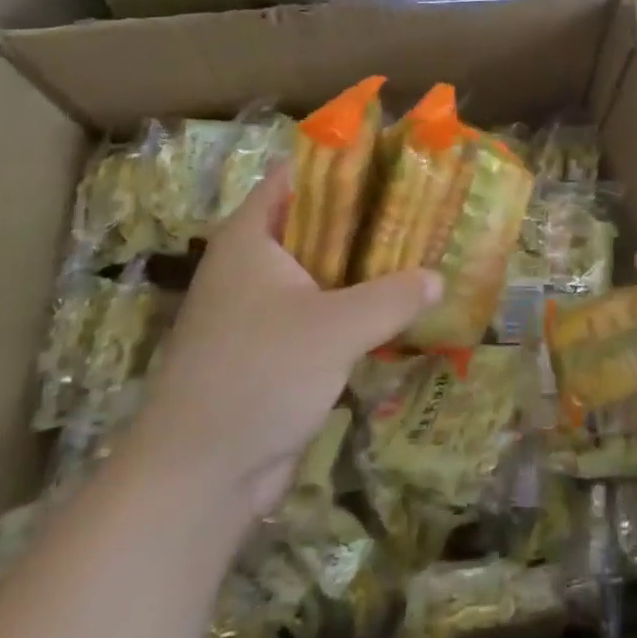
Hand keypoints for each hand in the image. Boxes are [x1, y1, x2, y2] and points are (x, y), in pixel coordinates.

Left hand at [126, 165, 440, 524]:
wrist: (198, 479)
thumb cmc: (259, 376)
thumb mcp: (337, 328)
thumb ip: (394, 296)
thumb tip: (438, 277)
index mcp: (252, 237)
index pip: (297, 174)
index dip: (343, 160)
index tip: (395, 157)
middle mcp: (253, 264)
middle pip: (316, 221)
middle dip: (368, 215)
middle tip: (422, 206)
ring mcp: (260, 308)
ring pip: (323, 269)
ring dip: (365, 265)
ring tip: (422, 251)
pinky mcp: (272, 349)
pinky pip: (322, 311)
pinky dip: (355, 306)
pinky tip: (398, 309)